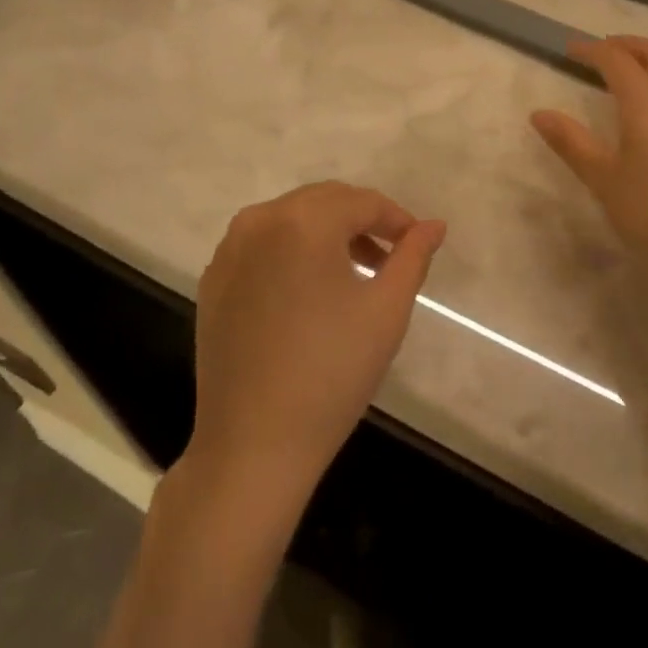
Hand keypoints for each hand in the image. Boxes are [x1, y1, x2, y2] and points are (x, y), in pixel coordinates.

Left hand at [187, 182, 445, 496]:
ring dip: (327, 234)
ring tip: (355, 273)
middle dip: (361, 221)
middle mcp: (259, 220)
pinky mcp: (213, 279)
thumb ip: (412, 257)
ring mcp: (229, 249)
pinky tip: (308, 291)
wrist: (252, 445)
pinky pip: (262, 245)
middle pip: (323, 201)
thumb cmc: (331, 373)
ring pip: (290, 219)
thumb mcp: (386, 311)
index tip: (417, 244)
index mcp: (302, 221)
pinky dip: (291, 252)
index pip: (361, 201)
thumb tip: (434, 225)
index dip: (396, 219)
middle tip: (389, 257)